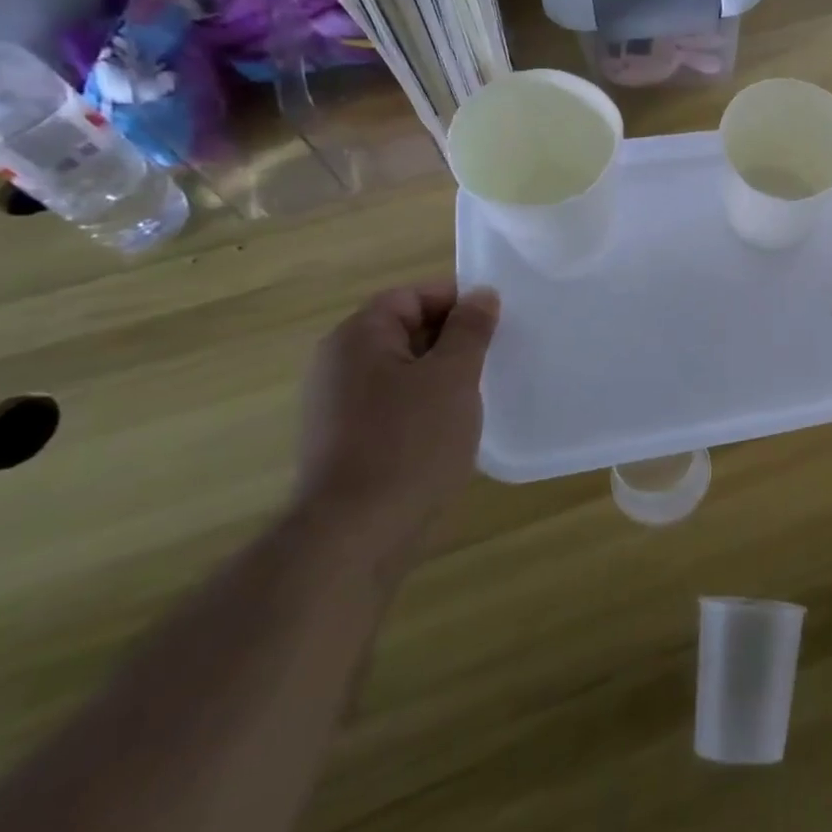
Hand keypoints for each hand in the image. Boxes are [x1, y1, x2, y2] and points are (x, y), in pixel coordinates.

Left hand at [293, 282, 500, 569]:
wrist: (353, 537)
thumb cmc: (409, 442)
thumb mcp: (453, 376)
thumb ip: (470, 329)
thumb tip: (481, 294)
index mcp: (357, 337)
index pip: (411, 296)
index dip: (456, 301)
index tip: (495, 323)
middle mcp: (338, 364)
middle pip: (405, 330)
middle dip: (452, 339)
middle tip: (493, 357)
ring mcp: (337, 406)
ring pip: (402, 370)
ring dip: (441, 375)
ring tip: (477, 394)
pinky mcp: (344, 442)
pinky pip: (392, 405)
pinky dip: (423, 406)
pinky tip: (450, 429)